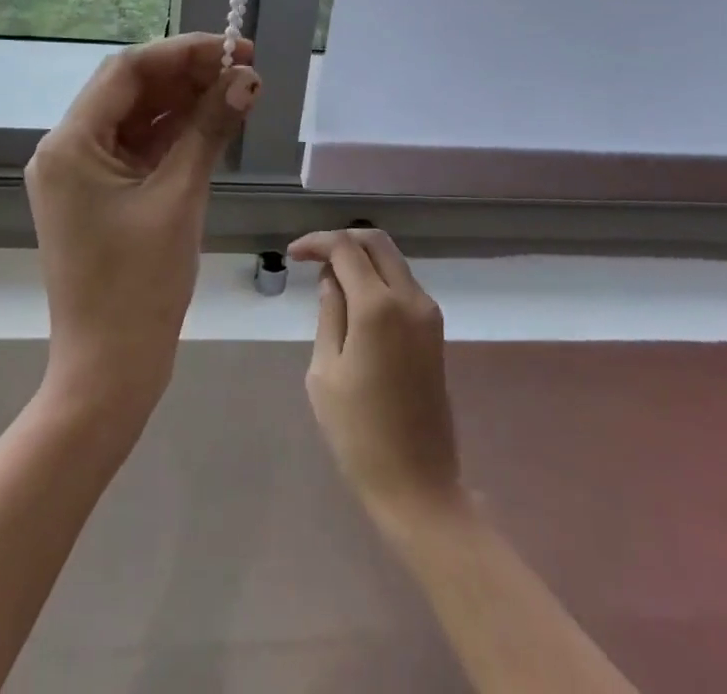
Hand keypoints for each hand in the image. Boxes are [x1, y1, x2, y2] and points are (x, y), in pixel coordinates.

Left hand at [25, 33, 260, 420]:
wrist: (109, 372)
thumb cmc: (138, 287)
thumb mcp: (178, 198)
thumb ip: (210, 130)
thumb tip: (246, 79)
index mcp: (70, 144)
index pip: (127, 71)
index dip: (182, 52)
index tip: (233, 48)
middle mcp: (67, 149)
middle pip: (130, 91)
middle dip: (186, 75)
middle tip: (243, 69)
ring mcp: (81, 173)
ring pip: (136, 118)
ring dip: (184, 102)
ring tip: (237, 90)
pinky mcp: (99, 194)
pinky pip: (138, 148)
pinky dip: (174, 134)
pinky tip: (214, 122)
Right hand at [288, 228, 463, 525]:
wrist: (418, 486)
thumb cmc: (359, 433)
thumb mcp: (325, 371)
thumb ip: (329, 314)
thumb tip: (331, 279)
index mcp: (378, 306)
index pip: (345, 248)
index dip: (316, 242)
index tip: (292, 255)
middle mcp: (410, 299)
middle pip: (376, 242)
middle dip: (341, 240)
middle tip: (312, 257)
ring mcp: (428, 314)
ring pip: (393, 260)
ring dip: (361, 258)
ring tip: (329, 280)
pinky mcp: (434, 331)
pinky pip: (403, 284)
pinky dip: (377, 278)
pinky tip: (354, 301)